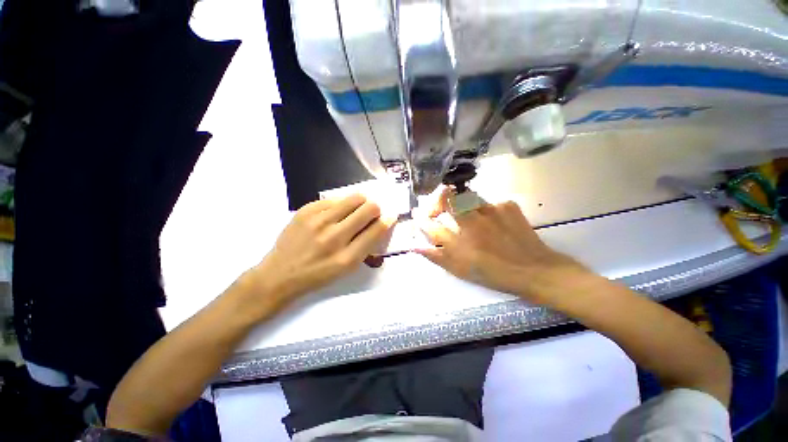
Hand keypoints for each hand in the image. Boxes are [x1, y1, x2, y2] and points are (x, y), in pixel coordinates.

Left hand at [241, 194, 395, 312]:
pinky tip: (334, 215)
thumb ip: (366, 245)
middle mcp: (334, 237)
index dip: (388, 220)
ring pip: (355, 197)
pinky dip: (341, 205)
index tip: (390, 216)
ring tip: (354, 211)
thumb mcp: (347, 268)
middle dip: (376, 209)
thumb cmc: (318, 274)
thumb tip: (382, 222)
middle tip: (371, 214)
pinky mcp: (306, 210)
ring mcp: (318, 220)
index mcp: (347, 257)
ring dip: (361, 203)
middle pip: (369, 208)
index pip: (377, 229)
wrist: (279, 274)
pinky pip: (335, 199)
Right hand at [417, 188, 585, 302]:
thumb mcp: (460, 270)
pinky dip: (486, 210)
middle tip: (441, 207)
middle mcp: (471, 222)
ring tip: (471, 217)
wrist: (535, 270)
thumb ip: (436, 256)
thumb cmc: (493, 274)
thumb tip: (414, 246)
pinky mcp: (507, 205)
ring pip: (467, 197)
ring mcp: (490, 210)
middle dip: (439, 199)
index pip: (430, 223)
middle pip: (447, 198)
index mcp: (458, 241)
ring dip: (463, 204)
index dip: (420, 217)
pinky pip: (488, 202)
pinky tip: (493, 222)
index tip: (418, 213)